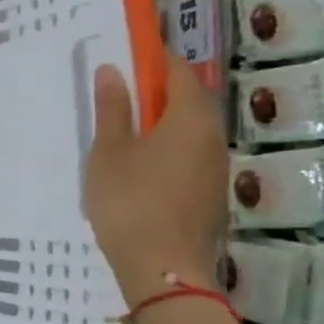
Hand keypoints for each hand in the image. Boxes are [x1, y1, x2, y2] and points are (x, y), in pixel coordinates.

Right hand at [82, 54, 224, 308]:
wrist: (162, 266)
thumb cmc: (129, 200)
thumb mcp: (109, 151)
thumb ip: (113, 109)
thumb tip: (112, 70)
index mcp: (191, 119)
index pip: (180, 72)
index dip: (155, 60)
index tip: (127, 57)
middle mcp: (212, 137)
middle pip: (189, 101)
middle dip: (158, 92)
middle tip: (118, 94)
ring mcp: (215, 169)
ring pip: (189, 132)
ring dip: (161, 124)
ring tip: (122, 131)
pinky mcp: (209, 195)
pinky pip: (188, 157)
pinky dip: (165, 150)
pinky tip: (137, 167)